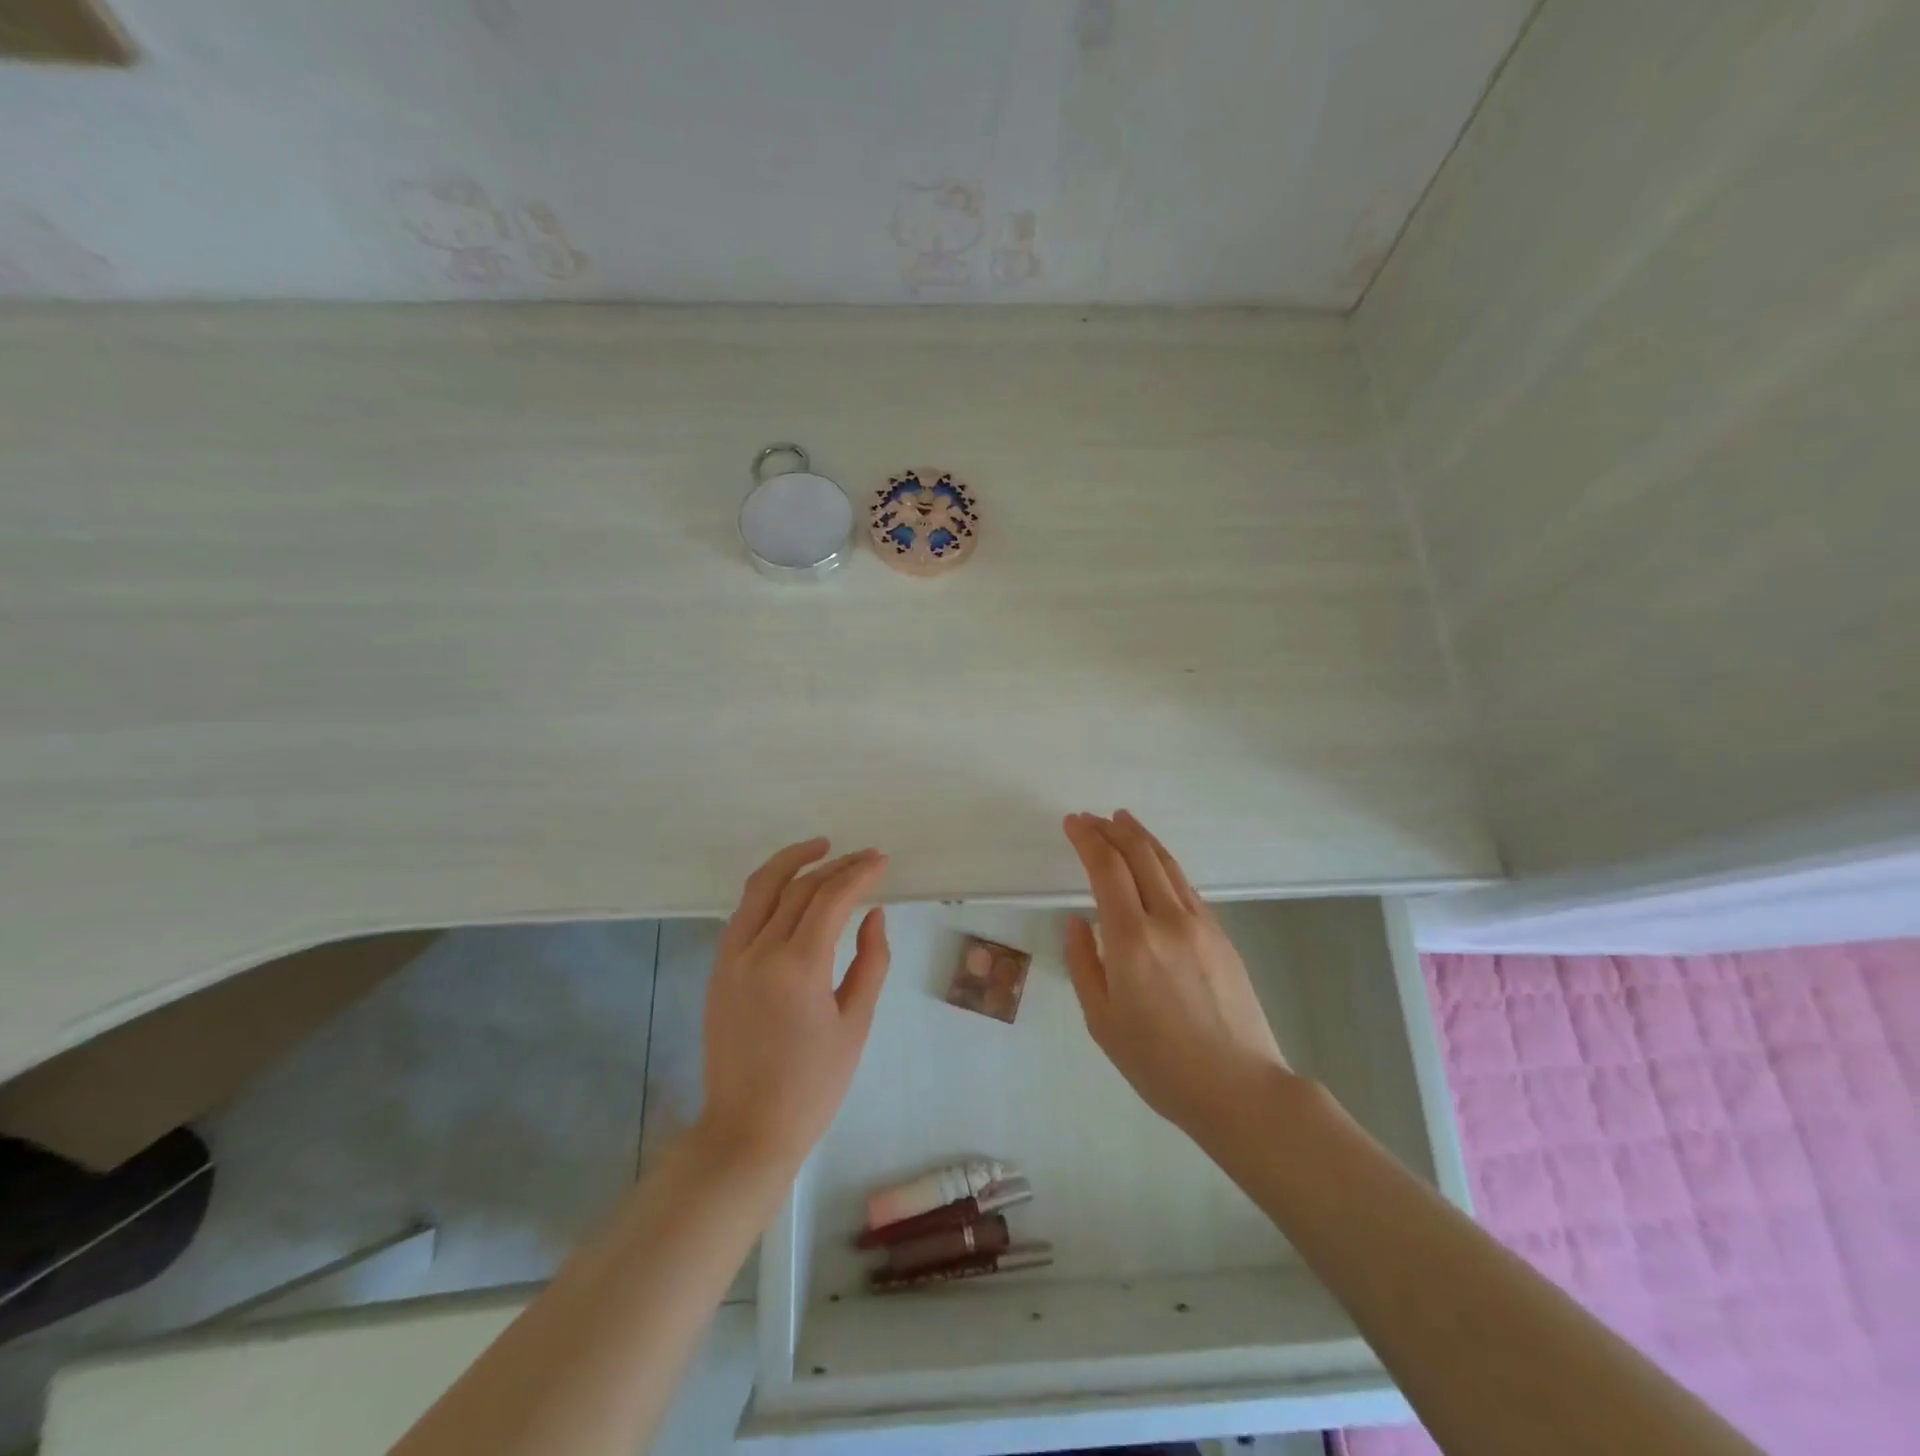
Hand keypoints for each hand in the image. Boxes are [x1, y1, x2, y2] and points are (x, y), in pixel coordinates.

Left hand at [699, 839, 890, 1170]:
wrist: (747, 1130)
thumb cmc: (813, 1086)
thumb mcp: (855, 1023)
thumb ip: (871, 961)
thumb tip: (873, 913)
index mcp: (797, 968)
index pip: (830, 899)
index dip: (859, 873)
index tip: (882, 860)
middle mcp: (758, 952)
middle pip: (798, 887)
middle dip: (835, 866)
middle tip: (864, 857)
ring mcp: (731, 958)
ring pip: (760, 889)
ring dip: (792, 862)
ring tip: (821, 848)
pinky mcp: (718, 969)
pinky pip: (743, 912)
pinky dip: (768, 889)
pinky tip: (790, 888)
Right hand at [1062, 811, 1289, 1137]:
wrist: (1240, 1089)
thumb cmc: (1160, 1064)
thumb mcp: (1102, 1022)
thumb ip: (1083, 963)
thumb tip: (1076, 921)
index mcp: (1131, 941)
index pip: (1106, 869)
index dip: (1087, 839)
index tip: (1072, 823)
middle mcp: (1167, 920)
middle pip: (1138, 855)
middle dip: (1111, 829)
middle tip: (1090, 817)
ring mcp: (1200, 924)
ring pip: (1167, 864)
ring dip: (1141, 837)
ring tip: (1122, 820)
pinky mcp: (1221, 935)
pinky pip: (1186, 886)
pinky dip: (1163, 863)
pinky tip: (1155, 864)